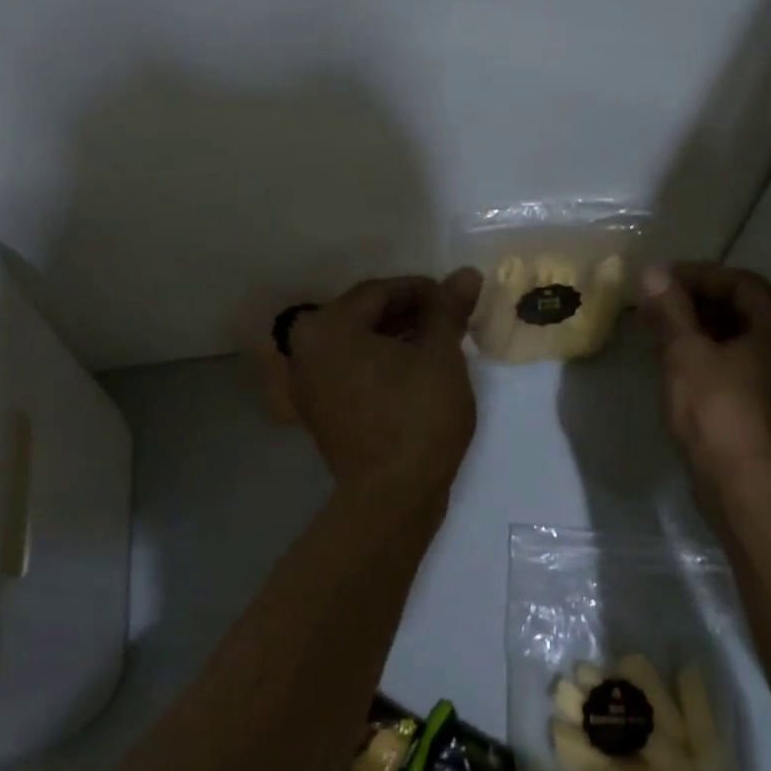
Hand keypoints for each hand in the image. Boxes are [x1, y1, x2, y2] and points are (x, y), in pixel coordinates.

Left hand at [288, 271, 482, 496]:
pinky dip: (381, 365)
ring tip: (439, 346)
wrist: (393, 496)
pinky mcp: (320, 413)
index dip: (423, 290)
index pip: (380, 291)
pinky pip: (351, 372)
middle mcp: (305, 350)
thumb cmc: (418, 417)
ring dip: (397, 339)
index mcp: (328, 328)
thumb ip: (448, 310)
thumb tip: (465, 274)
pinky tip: (415, 372)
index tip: (457, 299)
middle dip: (410, 314)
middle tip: (451, 322)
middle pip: (364, 316)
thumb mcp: (441, 356)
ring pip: (358, 345)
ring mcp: (308, 385)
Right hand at [639, 263, 770, 494]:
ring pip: (749, 336)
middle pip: (749, 308)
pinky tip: (684, 356)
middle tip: (659, 303)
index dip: (696, 277)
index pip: (741, 284)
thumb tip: (651, 273)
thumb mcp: (686, 354)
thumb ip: (670, 310)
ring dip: (707, 328)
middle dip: (700, 303)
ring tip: (665, 328)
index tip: (659, 280)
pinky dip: (720, 353)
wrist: (741, 485)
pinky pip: (751, 362)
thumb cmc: (716, 411)